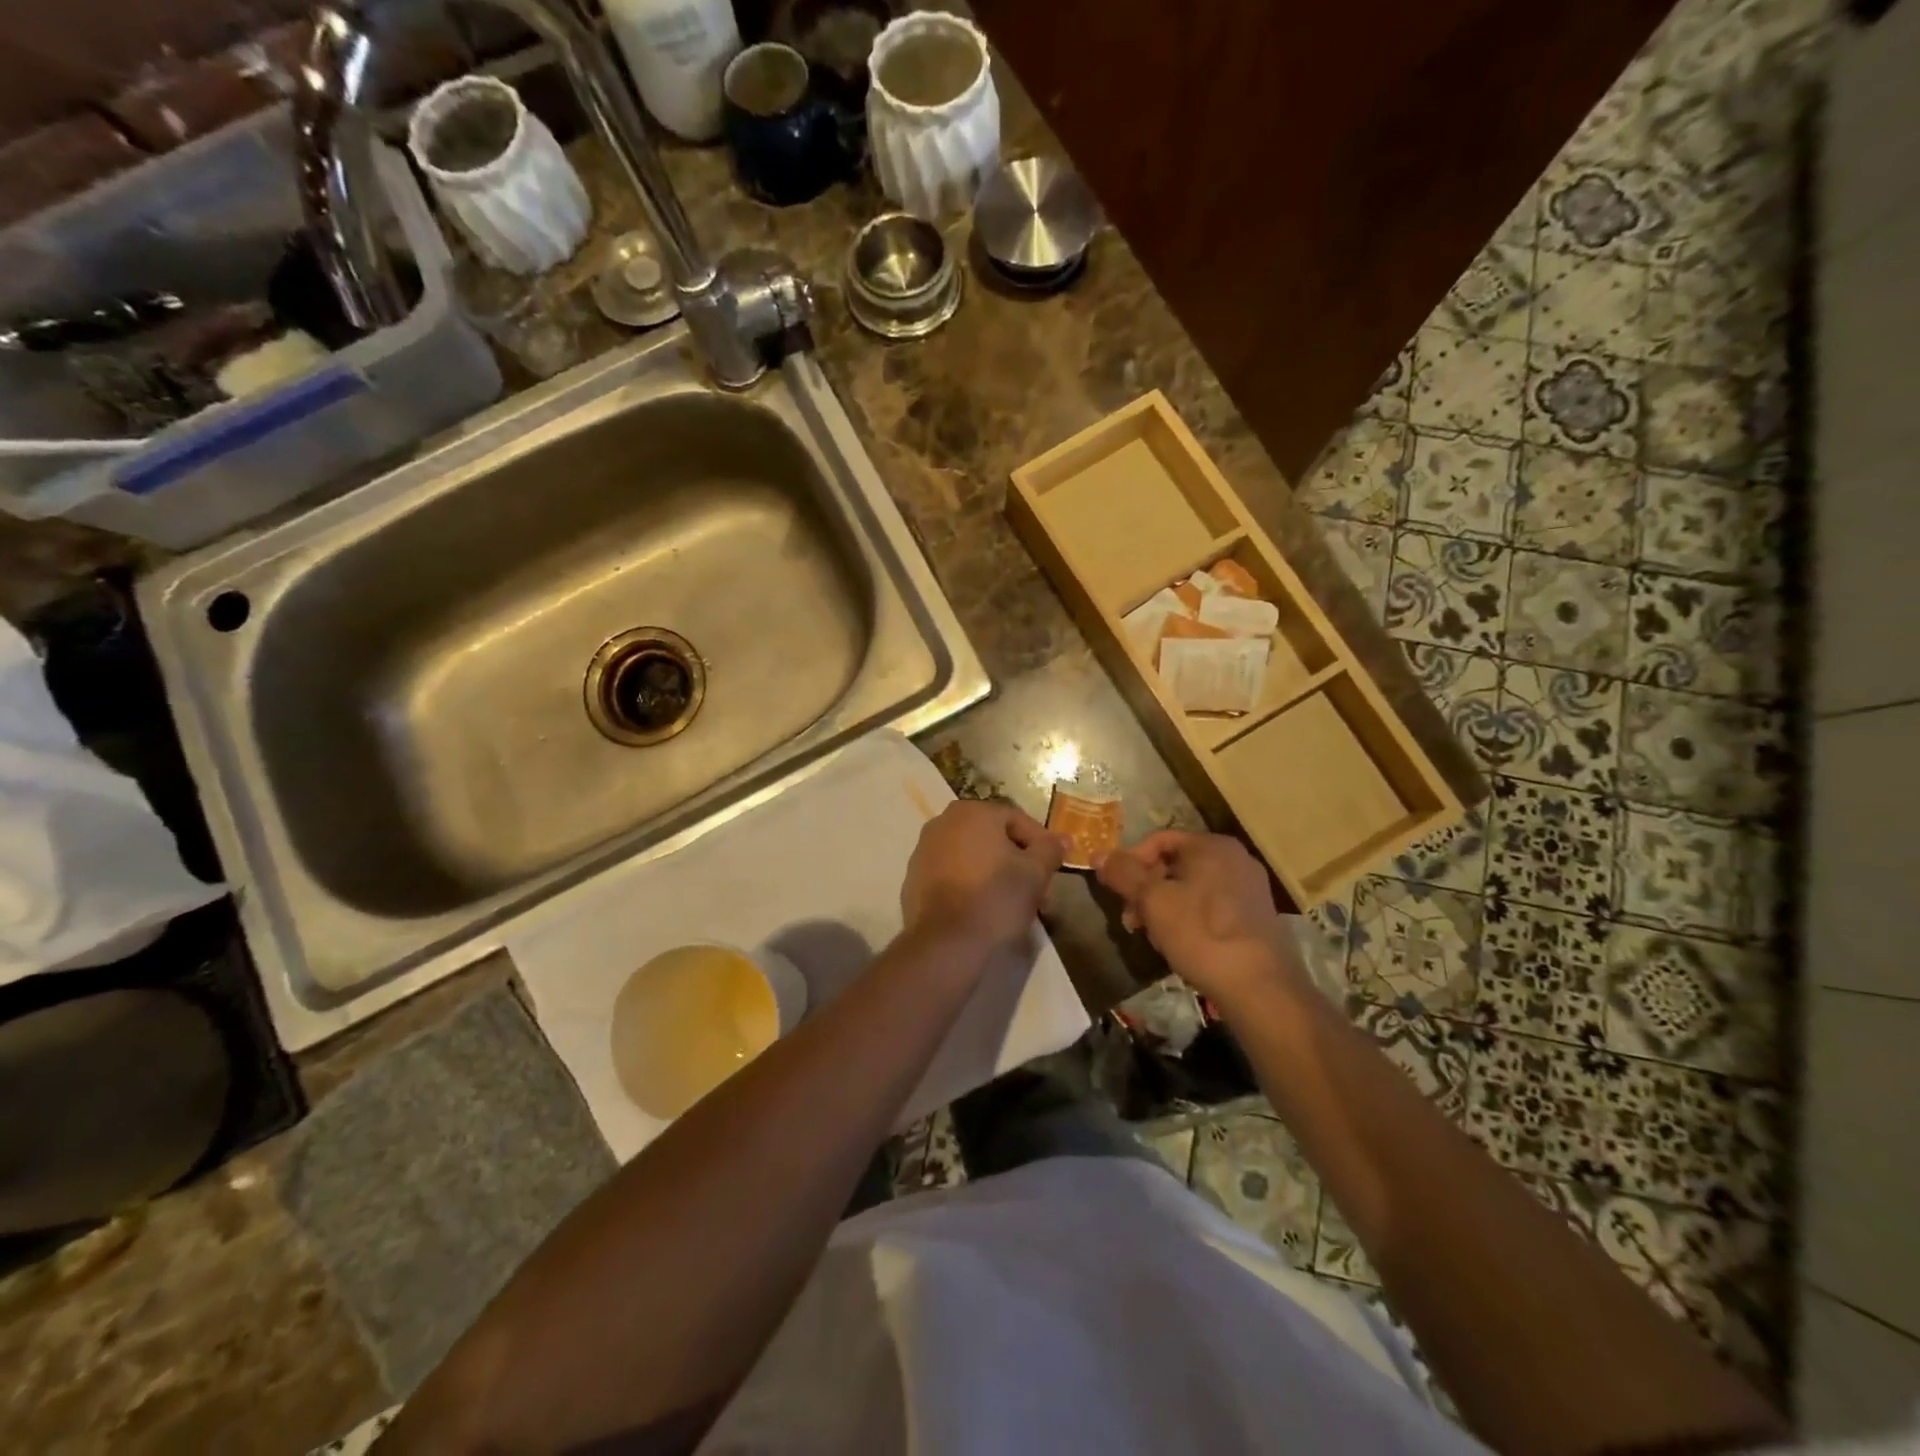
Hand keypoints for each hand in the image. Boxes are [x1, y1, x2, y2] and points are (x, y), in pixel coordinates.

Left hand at [901, 801, 1066, 955]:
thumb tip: (1061, 839)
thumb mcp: (1035, 873)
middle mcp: (943, 822)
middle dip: (1019, 863)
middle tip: (1040, 892)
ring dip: (997, 875)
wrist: (945, 942)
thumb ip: (1050, 849)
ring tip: (1016, 904)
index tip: (1055, 868)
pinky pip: (953, 875)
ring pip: (973, 857)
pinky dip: (971, 885)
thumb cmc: (995, 898)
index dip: (1042, 844)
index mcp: (972, 812)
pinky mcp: (914, 879)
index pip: (1018, 821)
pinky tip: (986, 910)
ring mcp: (924, 850)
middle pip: (994, 839)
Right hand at [1094, 831, 1307, 1005]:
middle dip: (1146, 891)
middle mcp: (1235, 858)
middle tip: (1131, 921)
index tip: (1115, 893)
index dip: (1129, 863)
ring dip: (1164, 908)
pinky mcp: (1256, 917)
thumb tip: (1098, 853)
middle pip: (1174, 865)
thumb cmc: (1201, 934)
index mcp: (1212, 845)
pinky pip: (1211, 907)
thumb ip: (1123, 873)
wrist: (1260, 988)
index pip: (1157, 841)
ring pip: (1191, 888)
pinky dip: (1189, 920)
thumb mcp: (1152, 901)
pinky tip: (1180, 946)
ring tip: (1153, 938)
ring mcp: (1249, 888)